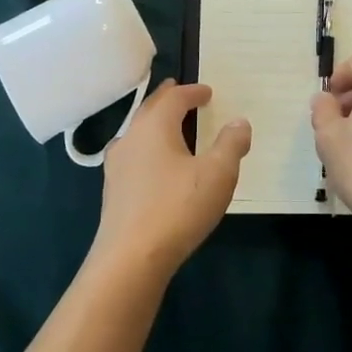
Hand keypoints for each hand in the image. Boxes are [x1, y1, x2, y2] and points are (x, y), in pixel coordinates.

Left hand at [89, 81, 250, 280]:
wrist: (130, 259)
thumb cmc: (177, 208)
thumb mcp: (218, 174)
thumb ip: (231, 144)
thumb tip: (239, 122)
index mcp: (155, 126)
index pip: (174, 98)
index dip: (192, 91)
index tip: (207, 92)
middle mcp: (131, 137)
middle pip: (150, 109)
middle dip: (168, 99)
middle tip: (180, 92)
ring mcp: (116, 165)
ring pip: (137, 132)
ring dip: (154, 123)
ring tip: (169, 126)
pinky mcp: (112, 190)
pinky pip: (132, 155)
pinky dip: (146, 148)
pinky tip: (153, 165)